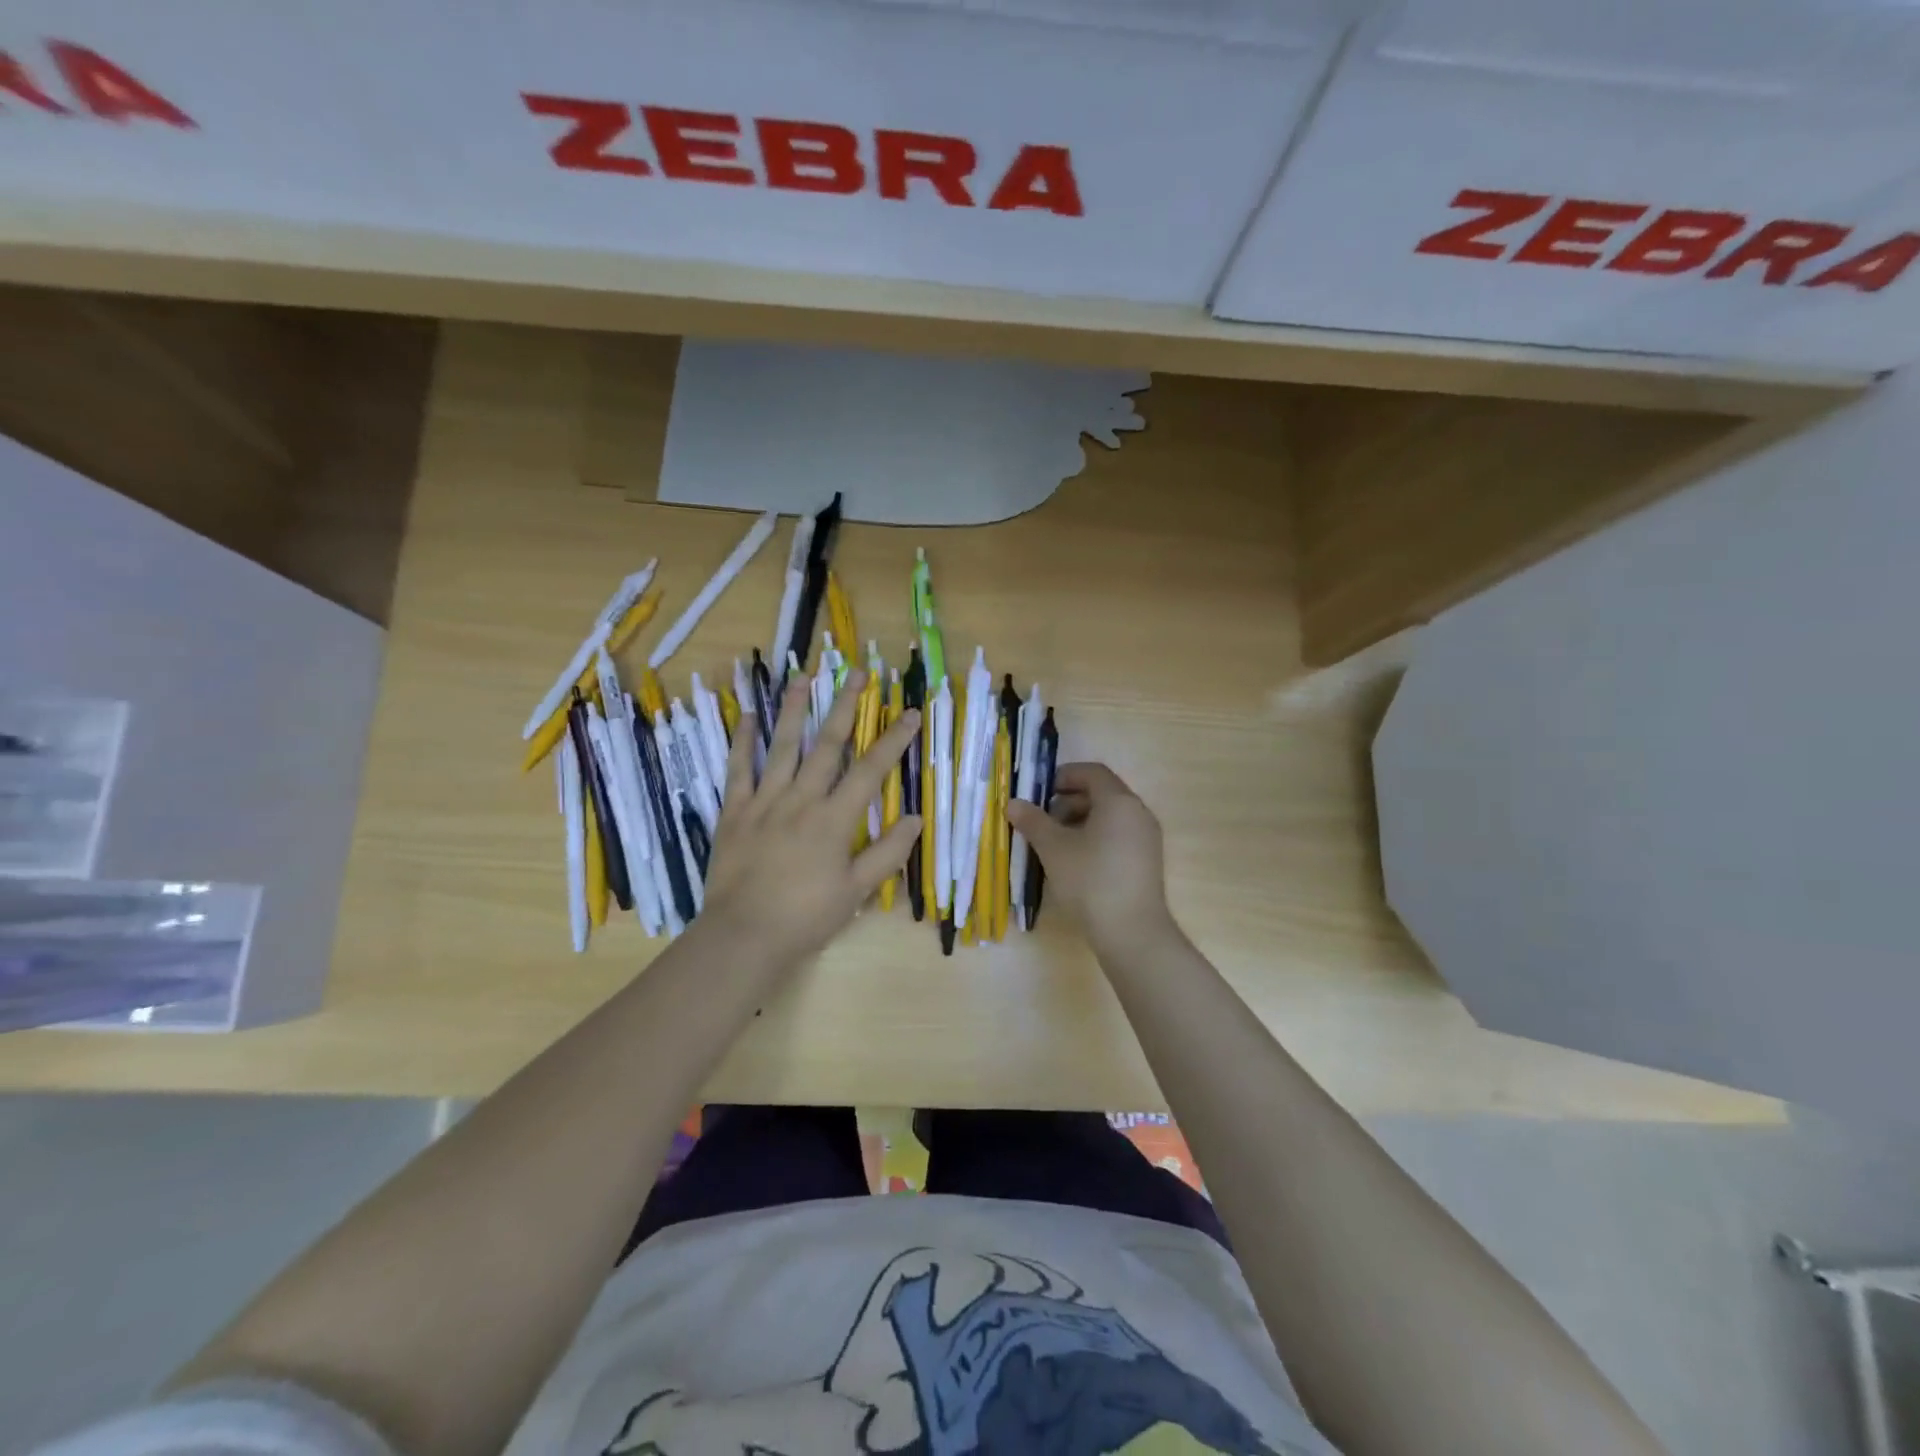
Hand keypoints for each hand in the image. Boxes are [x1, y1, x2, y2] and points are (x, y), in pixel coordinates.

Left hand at [699, 669, 920, 970]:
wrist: (744, 935)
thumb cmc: (806, 916)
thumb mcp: (857, 892)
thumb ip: (888, 853)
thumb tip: (915, 818)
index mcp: (834, 819)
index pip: (870, 770)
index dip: (893, 739)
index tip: (909, 712)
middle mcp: (801, 799)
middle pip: (827, 744)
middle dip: (845, 706)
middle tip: (857, 671)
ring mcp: (764, 801)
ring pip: (783, 746)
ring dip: (794, 709)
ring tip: (803, 676)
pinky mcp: (734, 811)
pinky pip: (738, 769)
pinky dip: (743, 742)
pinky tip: (749, 717)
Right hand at [1005, 763, 1172, 954]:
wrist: (1132, 932)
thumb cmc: (1090, 880)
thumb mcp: (1054, 849)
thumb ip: (1033, 821)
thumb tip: (1013, 803)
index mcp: (1119, 801)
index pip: (1092, 772)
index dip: (1064, 776)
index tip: (1039, 792)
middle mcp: (1138, 813)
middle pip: (1101, 794)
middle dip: (1068, 801)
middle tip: (1042, 820)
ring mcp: (1146, 838)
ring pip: (1109, 817)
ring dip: (1079, 822)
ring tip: (1054, 843)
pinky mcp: (1147, 862)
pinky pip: (1118, 836)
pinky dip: (1095, 838)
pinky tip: (1074, 862)